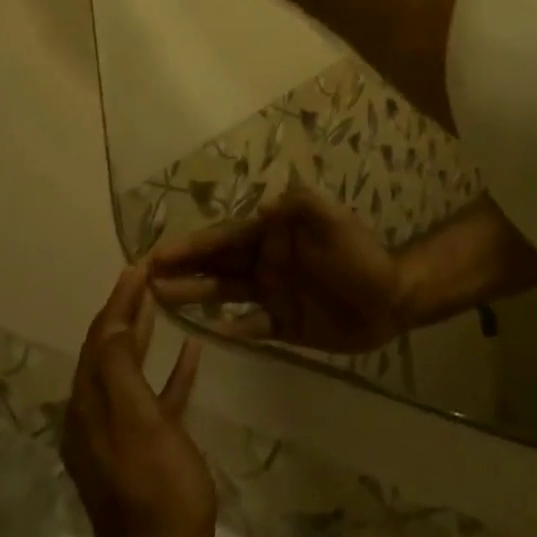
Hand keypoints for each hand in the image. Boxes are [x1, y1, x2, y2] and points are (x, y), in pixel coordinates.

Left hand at [62, 266, 215, 536]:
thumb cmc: (157, 484)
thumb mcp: (138, 420)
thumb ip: (120, 369)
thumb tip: (113, 324)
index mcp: (89, 405)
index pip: (100, 337)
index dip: (118, 300)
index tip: (139, 265)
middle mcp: (95, 415)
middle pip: (108, 350)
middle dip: (125, 310)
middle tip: (149, 275)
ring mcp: (118, 434)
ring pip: (128, 369)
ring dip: (143, 334)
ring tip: (163, 300)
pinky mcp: (144, 449)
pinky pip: (153, 397)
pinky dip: (167, 371)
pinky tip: (190, 352)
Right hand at [152, 185, 405, 353]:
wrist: (391, 298)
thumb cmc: (361, 254)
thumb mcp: (336, 221)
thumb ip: (304, 207)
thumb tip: (260, 205)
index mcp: (274, 235)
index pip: (226, 238)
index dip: (193, 246)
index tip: (158, 253)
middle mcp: (266, 262)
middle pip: (217, 265)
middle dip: (183, 269)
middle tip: (144, 280)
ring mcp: (272, 294)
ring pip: (225, 294)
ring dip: (195, 295)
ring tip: (161, 301)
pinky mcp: (283, 325)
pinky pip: (250, 327)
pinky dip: (231, 328)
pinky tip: (211, 332)